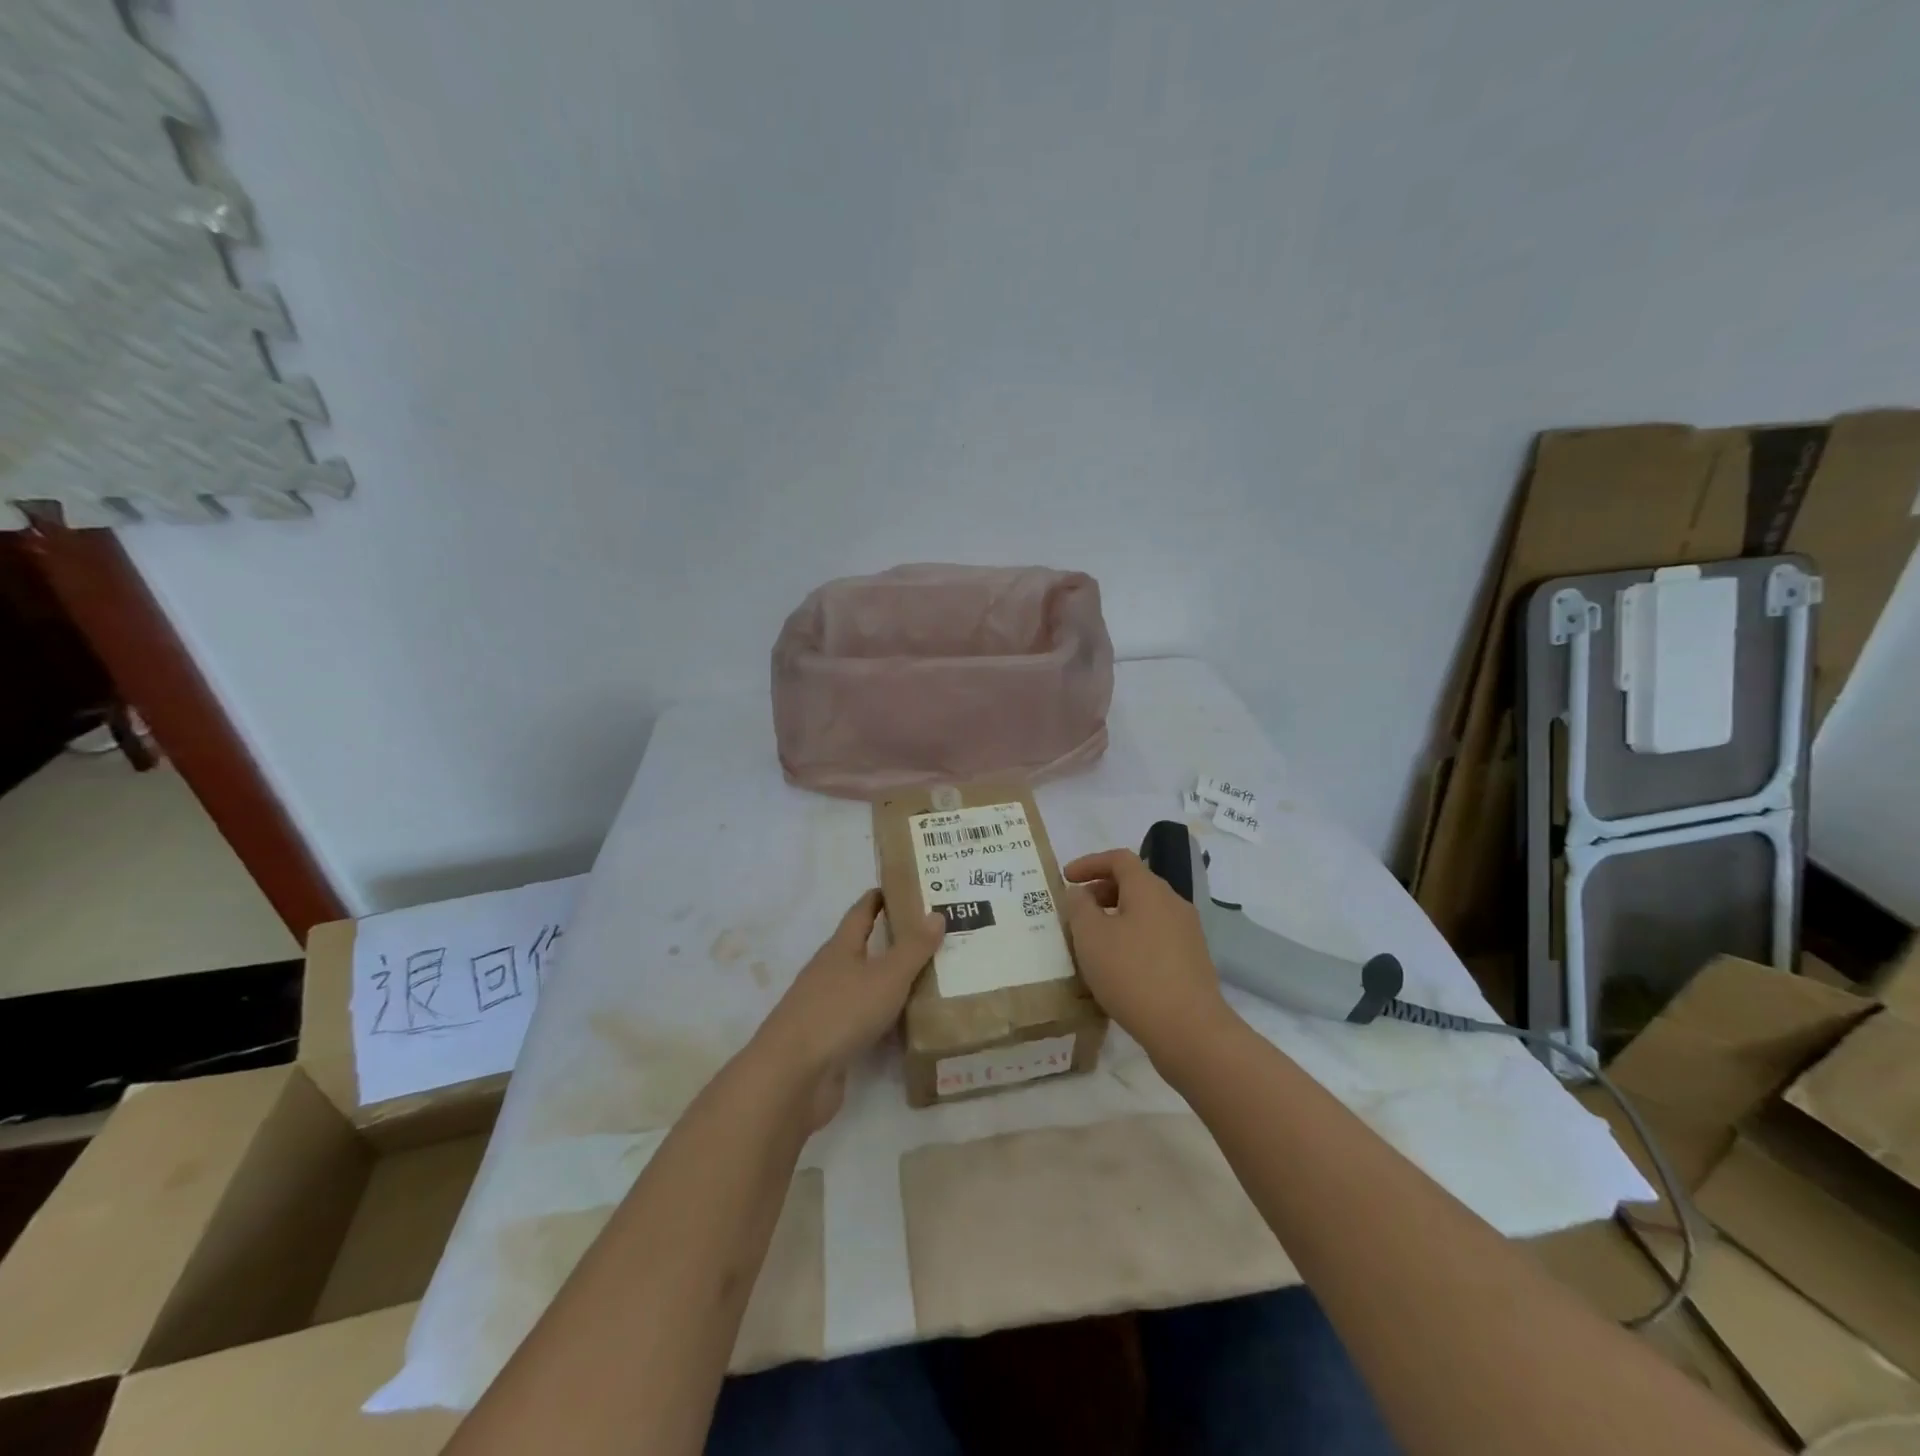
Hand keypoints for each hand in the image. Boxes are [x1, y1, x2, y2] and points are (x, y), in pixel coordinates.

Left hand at [749, 890, 945, 1128]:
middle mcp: (829, 973)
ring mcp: (825, 1009)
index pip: (860, 913)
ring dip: (887, 983)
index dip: (878, 899)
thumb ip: (913, 948)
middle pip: (860, 950)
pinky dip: (882, 1019)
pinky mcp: (828, 1043)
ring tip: (926, 980)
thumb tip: (936, 914)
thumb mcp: (886, 977)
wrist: (793, 1076)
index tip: (900, 888)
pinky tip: (904, 1026)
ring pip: (862, 987)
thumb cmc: (840, 1013)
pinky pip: (861, 1022)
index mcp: (839, 949)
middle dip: (890, 942)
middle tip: (928, 937)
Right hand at [1064, 848, 1232, 1060]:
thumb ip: (1079, 907)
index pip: (1119, 859)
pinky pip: (1156, 936)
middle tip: (1077, 911)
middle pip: (1134, 883)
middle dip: (1102, 891)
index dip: (1090, 863)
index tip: (1066, 878)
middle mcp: (1173, 903)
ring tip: (1093, 942)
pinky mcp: (1193, 960)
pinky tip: (1118, 967)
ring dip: (1117, 917)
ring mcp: (1188, 932)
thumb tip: (1081, 893)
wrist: (1189, 1029)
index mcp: (1149, 889)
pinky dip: (1133, 938)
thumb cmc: (1132, 974)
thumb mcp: (1090, 937)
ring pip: (1145, 912)